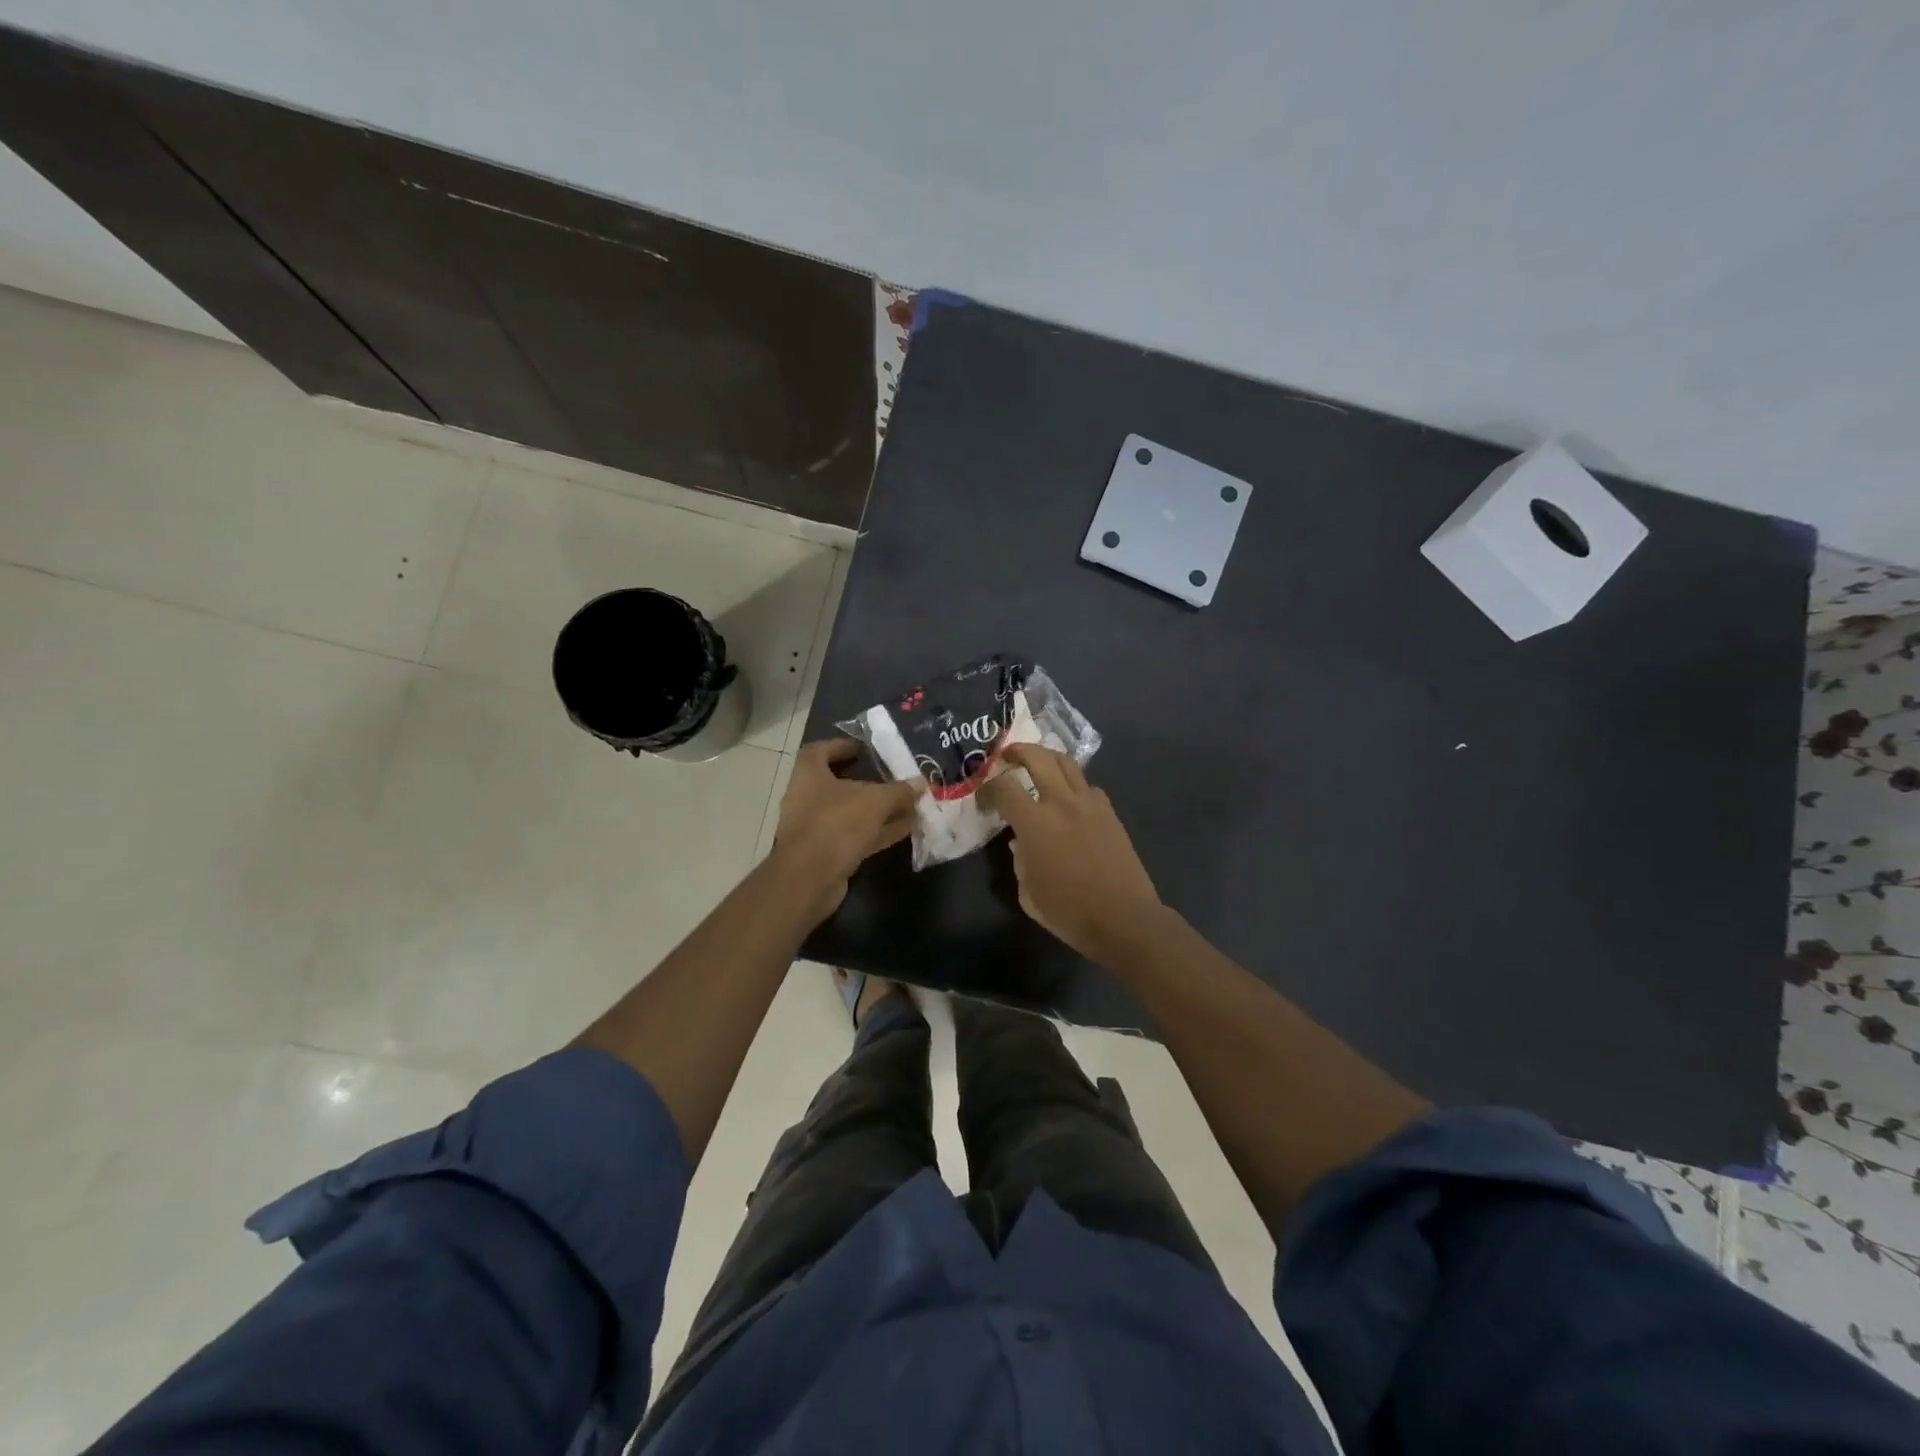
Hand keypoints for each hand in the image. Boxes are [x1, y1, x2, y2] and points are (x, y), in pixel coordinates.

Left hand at [770, 739, 920, 919]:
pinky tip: (904, 830)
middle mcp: (807, 798)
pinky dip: (877, 831)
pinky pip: (855, 836)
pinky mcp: (825, 854)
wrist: (810, 879)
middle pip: (838, 784)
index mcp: (809, 775)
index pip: (819, 751)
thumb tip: (920, 783)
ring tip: (909, 806)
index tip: (863, 749)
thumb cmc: (836, 824)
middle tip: (893, 779)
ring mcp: (815, 828)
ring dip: (878, 810)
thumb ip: (899, 791)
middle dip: (868, 782)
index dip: (840, 746)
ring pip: (850, 813)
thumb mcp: (875, 801)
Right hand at [981, 744, 1164, 962]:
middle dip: (1018, 751)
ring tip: (1038, 764)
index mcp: (1035, 822)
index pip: (1004, 787)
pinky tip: (1069, 797)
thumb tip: (1022, 842)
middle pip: (1038, 758)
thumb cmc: (1070, 912)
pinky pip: (1087, 785)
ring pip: (1067, 763)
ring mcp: (1090, 803)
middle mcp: (1062, 802)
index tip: (983, 797)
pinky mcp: (1110, 812)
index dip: (988, 788)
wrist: (1124, 918)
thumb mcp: (1029, 893)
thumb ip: (1019, 860)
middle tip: (1007, 755)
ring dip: (1047, 757)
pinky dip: (1073, 783)